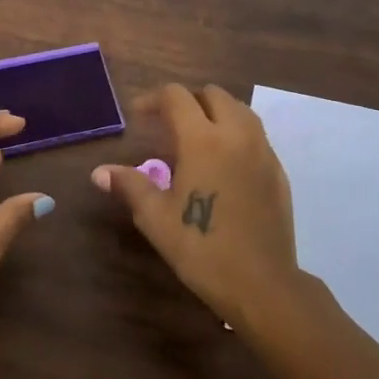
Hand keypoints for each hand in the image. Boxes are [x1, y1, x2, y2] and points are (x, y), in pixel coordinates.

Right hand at [91, 83, 298, 328]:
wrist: (262, 284)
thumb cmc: (202, 248)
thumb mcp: (156, 218)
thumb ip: (129, 186)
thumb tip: (100, 172)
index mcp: (203, 140)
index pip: (177, 97)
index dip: (153, 99)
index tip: (138, 116)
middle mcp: (236, 134)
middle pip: (212, 94)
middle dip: (187, 101)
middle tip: (166, 124)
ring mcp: (263, 151)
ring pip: (239, 109)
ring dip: (214, 112)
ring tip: (195, 138)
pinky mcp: (278, 170)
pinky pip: (255, 134)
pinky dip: (235, 133)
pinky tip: (222, 163)